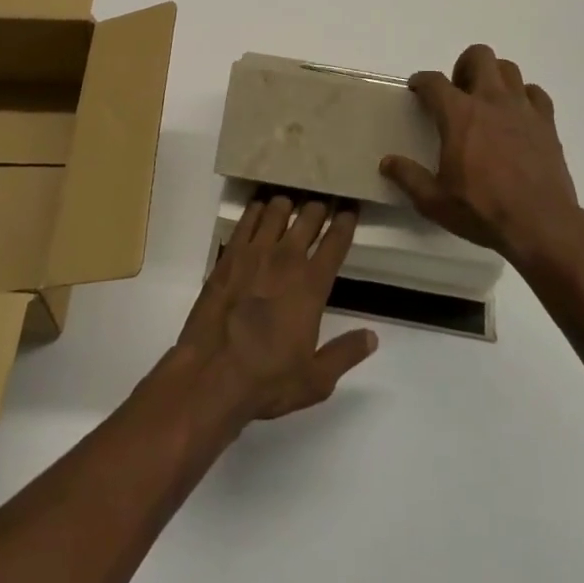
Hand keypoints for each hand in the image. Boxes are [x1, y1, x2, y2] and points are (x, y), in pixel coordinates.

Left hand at [174, 194, 377, 425]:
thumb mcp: (316, 379)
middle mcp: (286, 258)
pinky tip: (260, 208)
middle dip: (319, 206)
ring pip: (277, 209)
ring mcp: (255, 252)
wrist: (211, 375)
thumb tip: (372, 337)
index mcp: (312, 284)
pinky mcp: (229, 254)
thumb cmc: (267, 379)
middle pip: (309, 216)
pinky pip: (247, 218)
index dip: (346, 221)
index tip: (350, 209)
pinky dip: (257, 208)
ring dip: (288, 203)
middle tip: (323, 203)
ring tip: (292, 203)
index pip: (336, 241)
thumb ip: (346, 353)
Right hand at [380, 43, 583, 265]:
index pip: (434, 81)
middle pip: (479, 56)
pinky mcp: (546, 123)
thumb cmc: (483, 211)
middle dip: (463, 66)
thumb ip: (408, 177)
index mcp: (459, 114)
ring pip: (509, 68)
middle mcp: (491, 100)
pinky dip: (524, 97)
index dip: (421, 81)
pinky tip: (517, 116)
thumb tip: (387, 162)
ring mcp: (522, 109)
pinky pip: (535, 93)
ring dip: (494, 77)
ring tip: (487, 101)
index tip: (417, 89)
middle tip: (458, 93)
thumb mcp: (434, 201)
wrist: (541, 225)